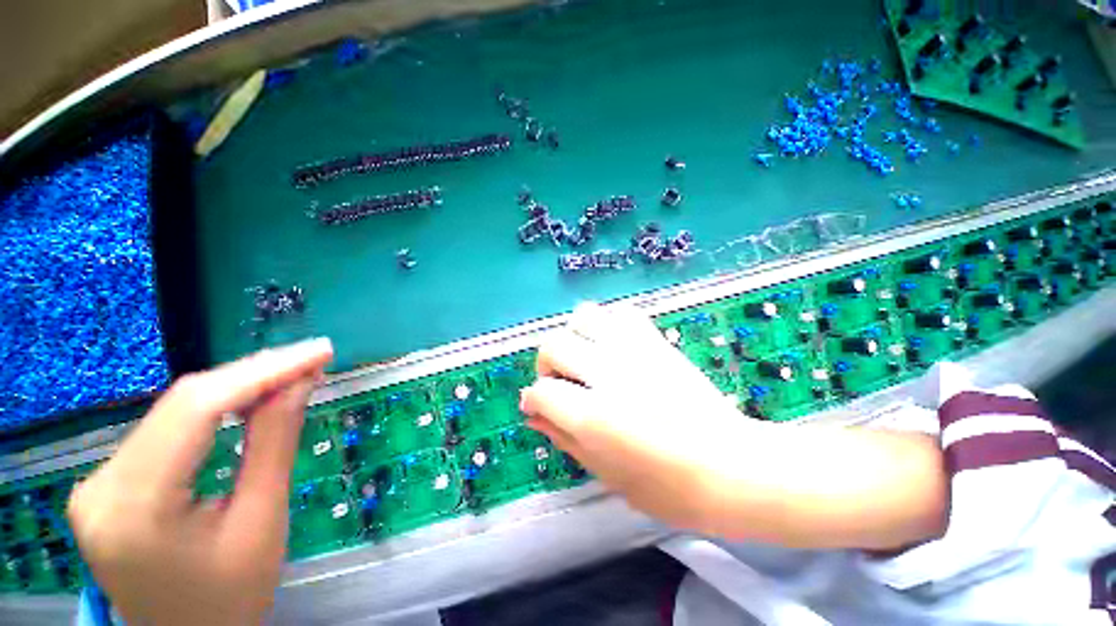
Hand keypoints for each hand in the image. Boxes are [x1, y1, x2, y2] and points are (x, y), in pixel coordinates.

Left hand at [67, 338, 333, 625]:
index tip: (318, 350)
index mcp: (136, 508)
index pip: (198, 410)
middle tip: (312, 358)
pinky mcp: (107, 483)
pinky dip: (214, 408)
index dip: (263, 371)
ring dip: (237, 387)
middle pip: (182, 404)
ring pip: (174, 411)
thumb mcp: (262, 522)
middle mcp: (101, 486)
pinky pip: (166, 428)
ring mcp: (97, 483)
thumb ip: (274, 444)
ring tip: (290, 373)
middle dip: (254, 374)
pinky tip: (247, 399)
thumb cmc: (231, 597)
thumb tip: (300, 382)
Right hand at [520, 303, 743, 533]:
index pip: (541, 392)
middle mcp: (607, 374)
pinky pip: (623, 312)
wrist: (731, 465)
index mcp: (592, 416)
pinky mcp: (656, 342)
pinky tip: (613, 345)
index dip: (533, 400)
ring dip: (575, 336)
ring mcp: (634, 352)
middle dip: (546, 364)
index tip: (538, 407)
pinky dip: (610, 323)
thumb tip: (534, 415)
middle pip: (554, 345)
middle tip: (560, 382)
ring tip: (584, 357)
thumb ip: (564, 439)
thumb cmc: (668, 487)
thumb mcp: (606, 473)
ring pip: (584, 316)